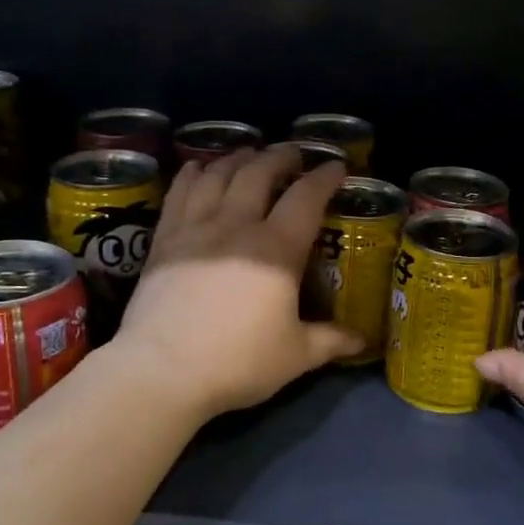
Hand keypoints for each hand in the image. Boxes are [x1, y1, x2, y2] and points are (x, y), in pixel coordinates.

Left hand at [112, 147, 362, 418]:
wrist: (162, 371)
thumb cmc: (237, 362)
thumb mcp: (295, 355)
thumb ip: (330, 341)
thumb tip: (361, 341)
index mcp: (276, 249)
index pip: (306, 197)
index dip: (324, 177)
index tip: (336, 166)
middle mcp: (237, 225)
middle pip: (259, 173)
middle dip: (280, 156)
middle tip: (292, 153)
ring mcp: (196, 228)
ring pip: (218, 175)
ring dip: (238, 158)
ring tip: (249, 153)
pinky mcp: (164, 240)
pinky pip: (179, 192)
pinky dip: (192, 173)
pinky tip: (197, 167)